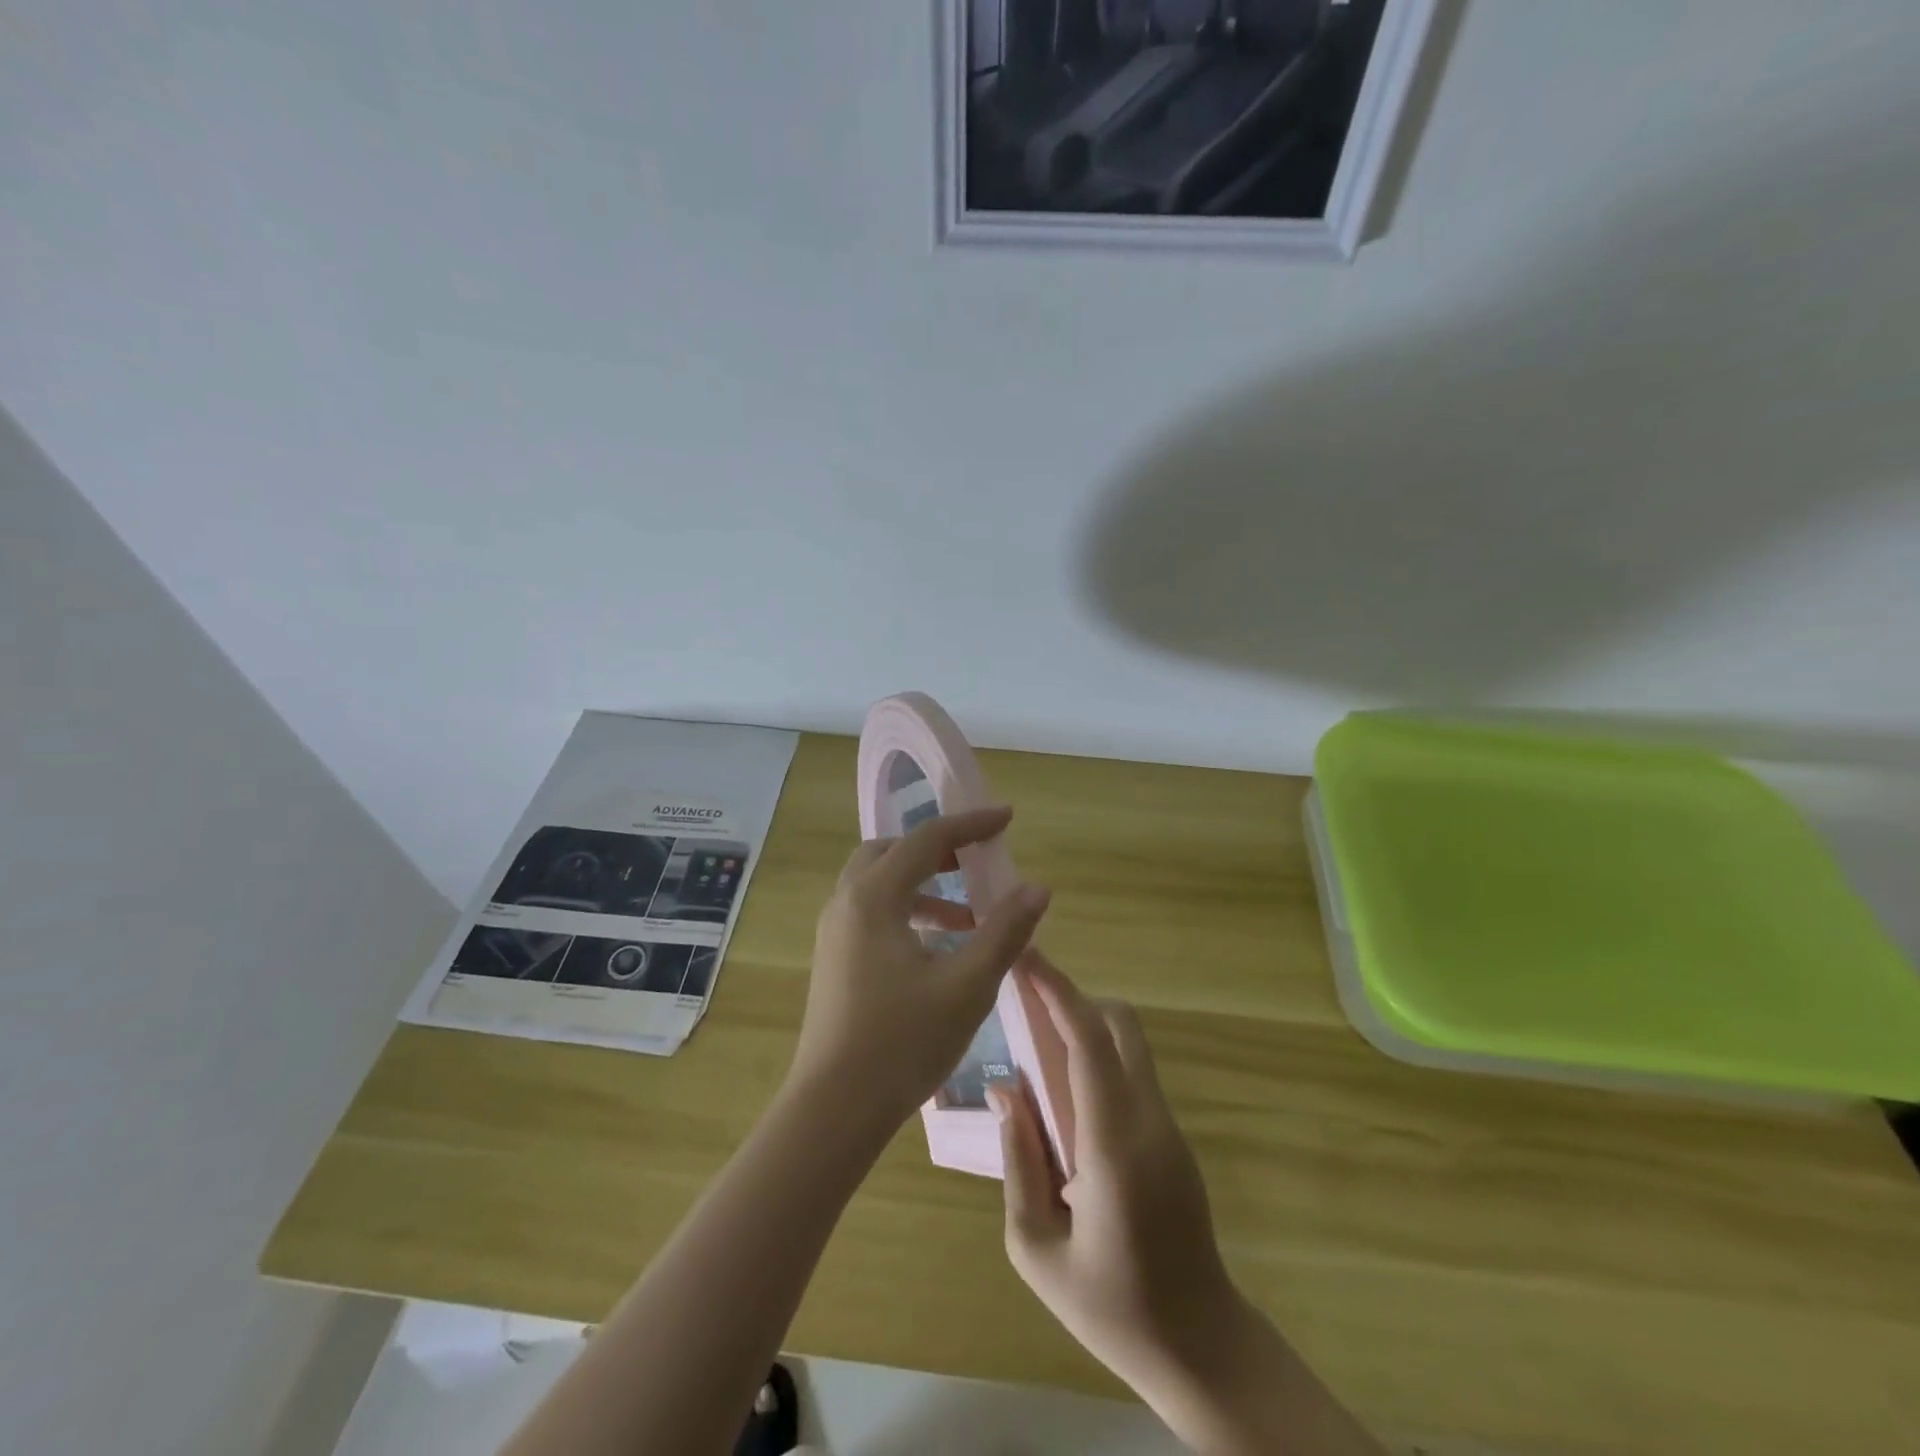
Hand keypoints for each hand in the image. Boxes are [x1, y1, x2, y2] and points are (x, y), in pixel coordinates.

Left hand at [790, 806, 1050, 1132]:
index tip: (1007, 817)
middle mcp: (846, 902)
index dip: (971, 824)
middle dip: (937, 849)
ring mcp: (835, 931)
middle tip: (976, 860)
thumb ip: (1004, 931)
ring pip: (879, 883)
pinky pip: (872, 911)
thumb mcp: (967, 985)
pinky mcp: (835, 958)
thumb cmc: (903, 1042)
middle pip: (892, 851)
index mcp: (874, 897)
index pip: (927, 839)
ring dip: (923, 885)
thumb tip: (1037, 888)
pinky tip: (939, 948)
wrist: (834, 1108)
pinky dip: (907, 911)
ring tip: (968, 915)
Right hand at [989, 959, 1236, 1396]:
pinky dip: (1096, 1060)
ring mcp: (1167, 1126)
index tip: (1025, 958)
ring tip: (1034, 1045)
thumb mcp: (1037, 1249)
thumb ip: (1018, 1161)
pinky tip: (1062, 1096)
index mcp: (1115, 1143)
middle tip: (1024, 1002)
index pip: (1089, 1041)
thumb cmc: (1111, 1308)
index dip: (1057, 991)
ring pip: (1127, 1045)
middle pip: (1119, 1024)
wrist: (1200, 1346)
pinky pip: (1130, 1075)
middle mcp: (1148, 1119)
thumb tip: (1006, 1091)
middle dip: (1071, 999)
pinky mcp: (1171, 1138)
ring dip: (1083, 1028)